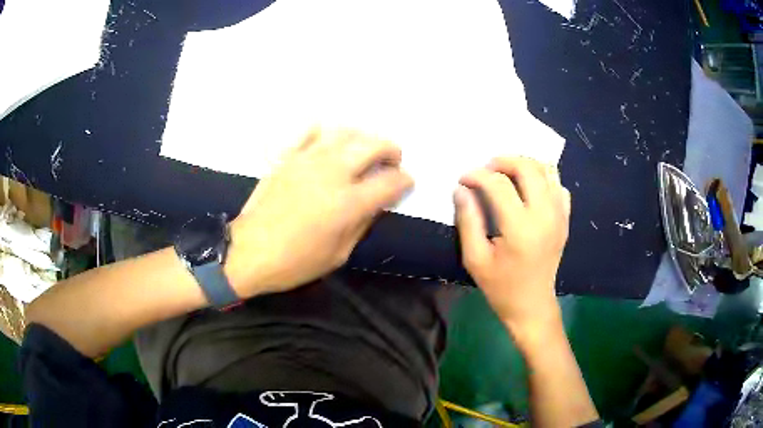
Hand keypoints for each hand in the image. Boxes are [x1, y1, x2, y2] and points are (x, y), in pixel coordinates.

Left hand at [227, 128, 412, 296]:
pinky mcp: (287, 157)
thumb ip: (362, 223)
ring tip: (365, 150)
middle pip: (373, 145)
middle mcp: (332, 173)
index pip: (391, 182)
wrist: (248, 252)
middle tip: (393, 161)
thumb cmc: (295, 262)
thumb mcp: (339, 254)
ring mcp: (307, 160)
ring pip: (345, 133)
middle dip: (391, 150)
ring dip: (363, 138)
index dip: (405, 181)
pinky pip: (310, 132)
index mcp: (348, 203)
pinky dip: (326, 133)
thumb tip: (377, 202)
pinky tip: (329, 144)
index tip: (406, 184)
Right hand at [454, 157, 570, 333]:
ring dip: (524, 165)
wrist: (532, 305)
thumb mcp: (475, 259)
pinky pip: (558, 185)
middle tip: (486, 169)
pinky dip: (543, 178)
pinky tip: (528, 188)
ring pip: (547, 170)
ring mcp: (559, 215)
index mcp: (520, 228)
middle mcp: (545, 215)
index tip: (463, 179)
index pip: (498, 184)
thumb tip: (461, 189)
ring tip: (506, 173)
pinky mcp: (565, 219)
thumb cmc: (501, 287)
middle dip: (503, 161)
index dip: (477, 175)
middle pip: (528, 168)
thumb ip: (467, 220)